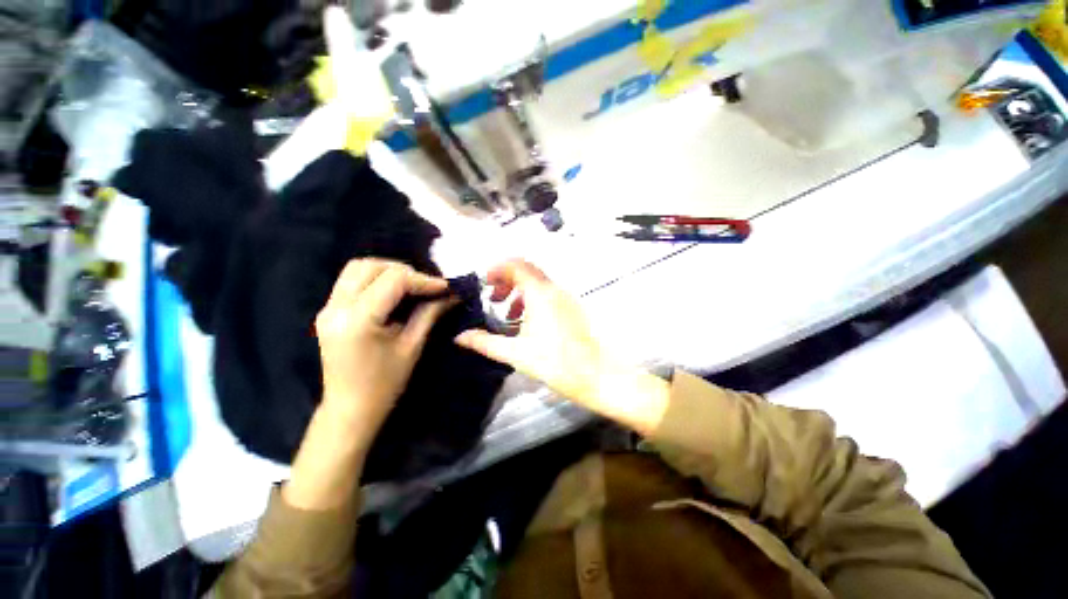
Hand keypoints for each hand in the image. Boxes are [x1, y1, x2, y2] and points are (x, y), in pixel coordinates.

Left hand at [315, 259, 451, 446]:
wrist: (350, 409)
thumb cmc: (385, 383)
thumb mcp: (413, 346)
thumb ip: (430, 313)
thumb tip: (452, 294)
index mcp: (358, 320)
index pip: (394, 280)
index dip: (423, 280)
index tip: (446, 287)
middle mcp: (336, 308)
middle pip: (370, 266)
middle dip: (404, 271)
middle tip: (427, 286)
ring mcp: (327, 308)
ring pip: (357, 268)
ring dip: (388, 271)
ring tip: (411, 286)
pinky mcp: (328, 311)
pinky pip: (351, 281)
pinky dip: (375, 279)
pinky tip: (393, 293)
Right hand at [455, 260, 668, 433]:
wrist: (597, 376)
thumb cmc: (555, 363)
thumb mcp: (515, 353)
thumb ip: (485, 342)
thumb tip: (459, 337)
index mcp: (540, 294)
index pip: (516, 265)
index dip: (497, 269)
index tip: (484, 284)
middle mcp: (555, 290)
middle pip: (527, 271)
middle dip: (506, 280)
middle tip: (493, 299)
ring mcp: (567, 298)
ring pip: (538, 283)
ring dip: (519, 292)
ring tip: (508, 314)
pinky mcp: (573, 308)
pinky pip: (549, 294)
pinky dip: (533, 300)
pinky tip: (528, 323)